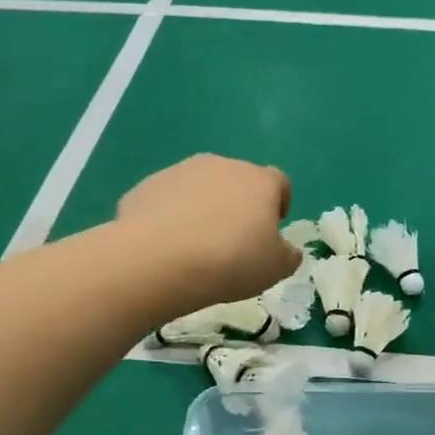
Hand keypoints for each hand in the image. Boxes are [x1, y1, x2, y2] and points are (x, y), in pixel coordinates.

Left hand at [117, 154, 301, 306]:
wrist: (158, 259)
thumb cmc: (231, 261)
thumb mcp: (275, 269)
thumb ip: (288, 256)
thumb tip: (287, 250)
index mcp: (259, 181)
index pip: (279, 183)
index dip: (279, 204)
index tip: (271, 230)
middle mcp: (222, 165)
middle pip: (238, 181)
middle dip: (238, 206)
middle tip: (233, 242)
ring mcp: (181, 172)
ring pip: (201, 188)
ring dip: (204, 209)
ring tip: (196, 246)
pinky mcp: (147, 186)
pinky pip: (168, 200)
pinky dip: (171, 217)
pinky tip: (167, 246)